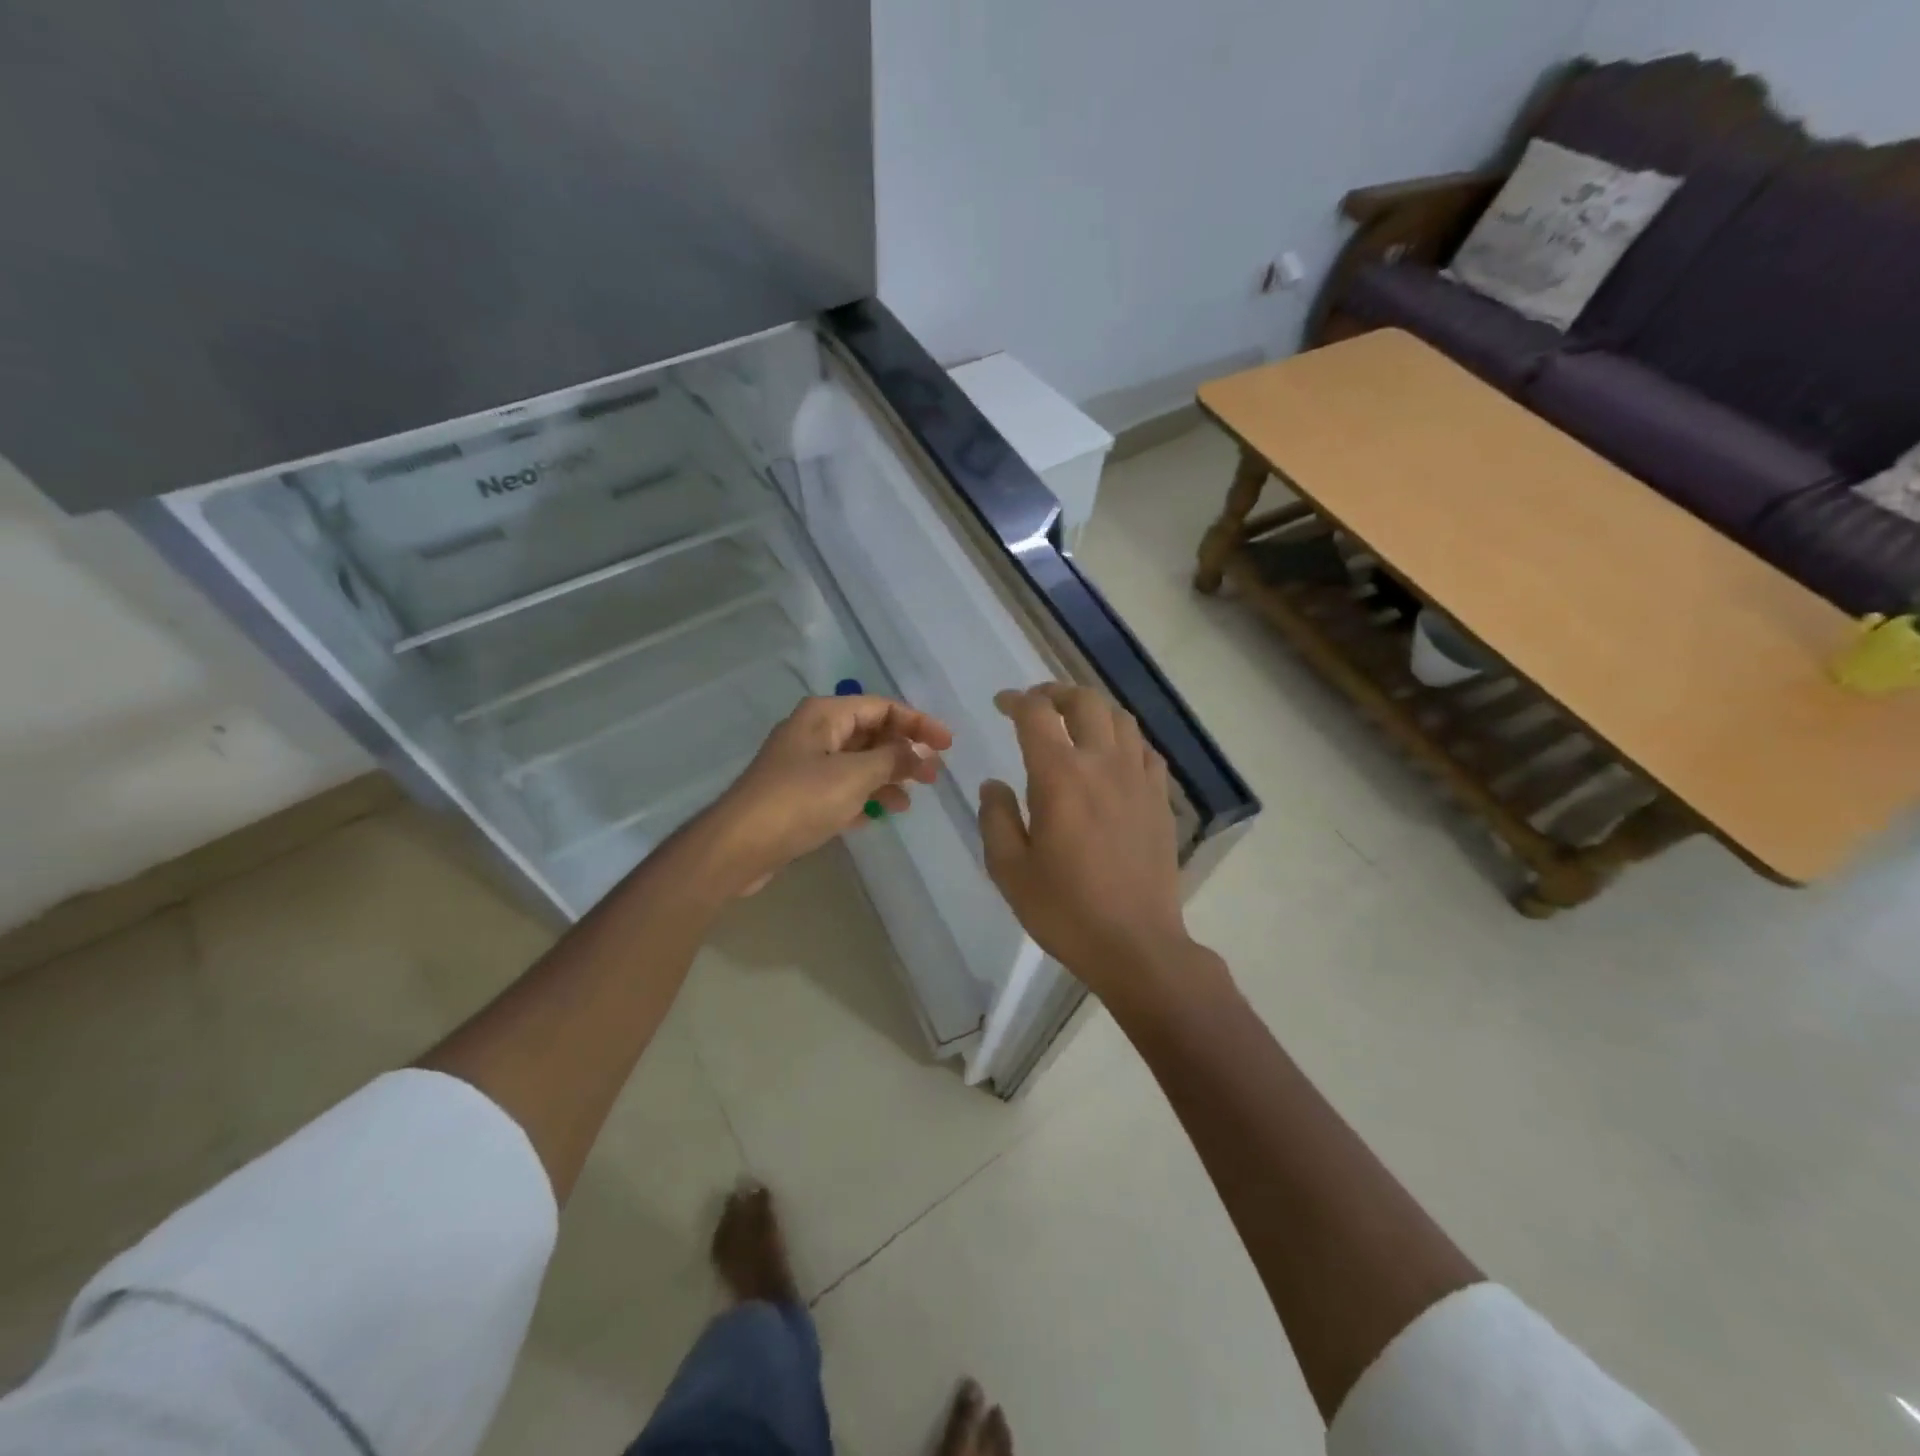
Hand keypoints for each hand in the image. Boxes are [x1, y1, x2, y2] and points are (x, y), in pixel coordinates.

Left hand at [696, 695, 951, 895]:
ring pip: (857, 764)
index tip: (947, 745)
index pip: (882, 707)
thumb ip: (893, 761)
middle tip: (933, 776)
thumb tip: (922, 754)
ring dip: (886, 779)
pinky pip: (841, 789)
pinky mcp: (799, 796)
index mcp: (825, 715)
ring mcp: (805, 765)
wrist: (739, 845)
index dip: (918, 723)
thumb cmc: (799, 800)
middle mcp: (814, 733)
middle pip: (870, 734)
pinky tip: (878, 816)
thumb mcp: (854, 776)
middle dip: (903, 753)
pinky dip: (862, 798)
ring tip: (908, 803)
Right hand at [977, 684, 1195, 1002]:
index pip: (1037, 714)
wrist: (1136, 944)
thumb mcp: (1009, 870)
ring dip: (1092, 709)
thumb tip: (994, 784)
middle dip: (1055, 693)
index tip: (1001, 704)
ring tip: (1074, 723)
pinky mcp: (1160, 799)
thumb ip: (995, 818)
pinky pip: (1145, 750)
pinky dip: (1124, 739)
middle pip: (1085, 702)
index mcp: (1060, 776)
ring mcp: (1138, 779)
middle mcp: (1103, 764)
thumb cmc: (1065, 910)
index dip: (1016, 700)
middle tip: (1037, 704)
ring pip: (1120, 718)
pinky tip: (1113, 757)